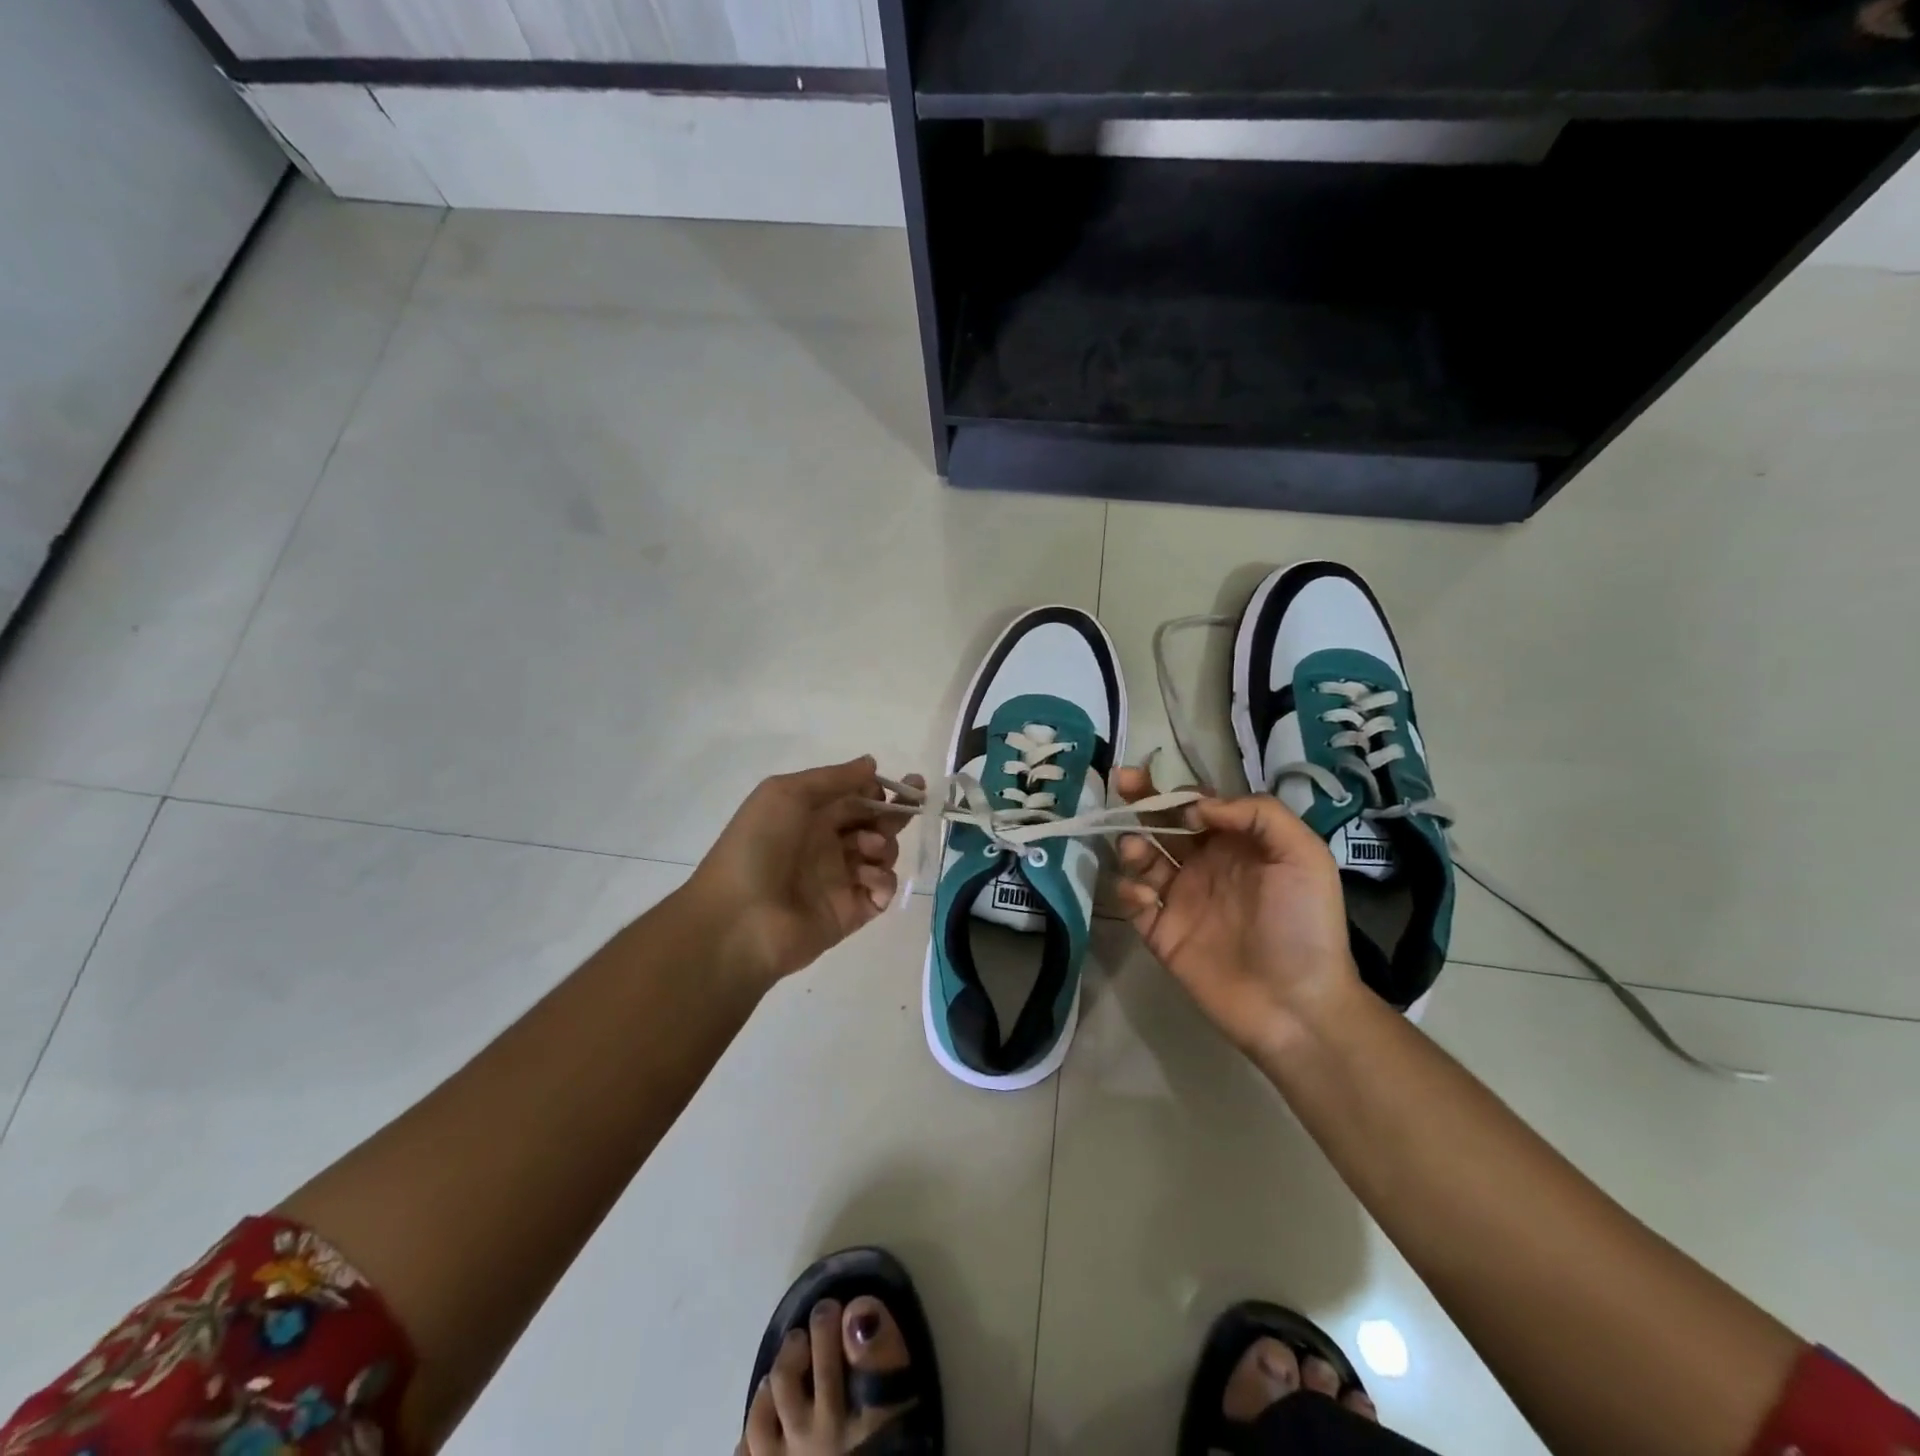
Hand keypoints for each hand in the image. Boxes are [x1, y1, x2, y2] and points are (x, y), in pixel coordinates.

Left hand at [682, 757, 921, 987]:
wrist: (738, 918)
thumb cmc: (759, 845)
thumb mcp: (787, 794)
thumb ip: (833, 778)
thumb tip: (871, 763)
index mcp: (810, 814)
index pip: (856, 796)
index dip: (879, 789)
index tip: (900, 785)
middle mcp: (828, 843)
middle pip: (875, 823)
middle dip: (895, 813)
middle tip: (912, 805)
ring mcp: (841, 878)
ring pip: (884, 854)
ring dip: (886, 844)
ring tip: (869, 847)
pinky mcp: (852, 911)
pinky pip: (882, 890)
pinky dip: (884, 880)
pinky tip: (867, 878)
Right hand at [1113, 766, 1359, 1056]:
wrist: (1296, 1004)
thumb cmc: (1304, 925)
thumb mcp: (1303, 856)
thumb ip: (1258, 815)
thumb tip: (1199, 805)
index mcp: (1236, 844)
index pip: (1198, 805)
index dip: (1179, 793)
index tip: (1174, 799)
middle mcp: (1204, 865)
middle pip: (1162, 823)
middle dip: (1140, 800)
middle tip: (1121, 782)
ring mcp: (1180, 899)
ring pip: (1142, 858)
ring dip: (1132, 844)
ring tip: (1137, 851)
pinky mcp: (1161, 932)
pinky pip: (1133, 902)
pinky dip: (1129, 891)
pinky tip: (1146, 897)